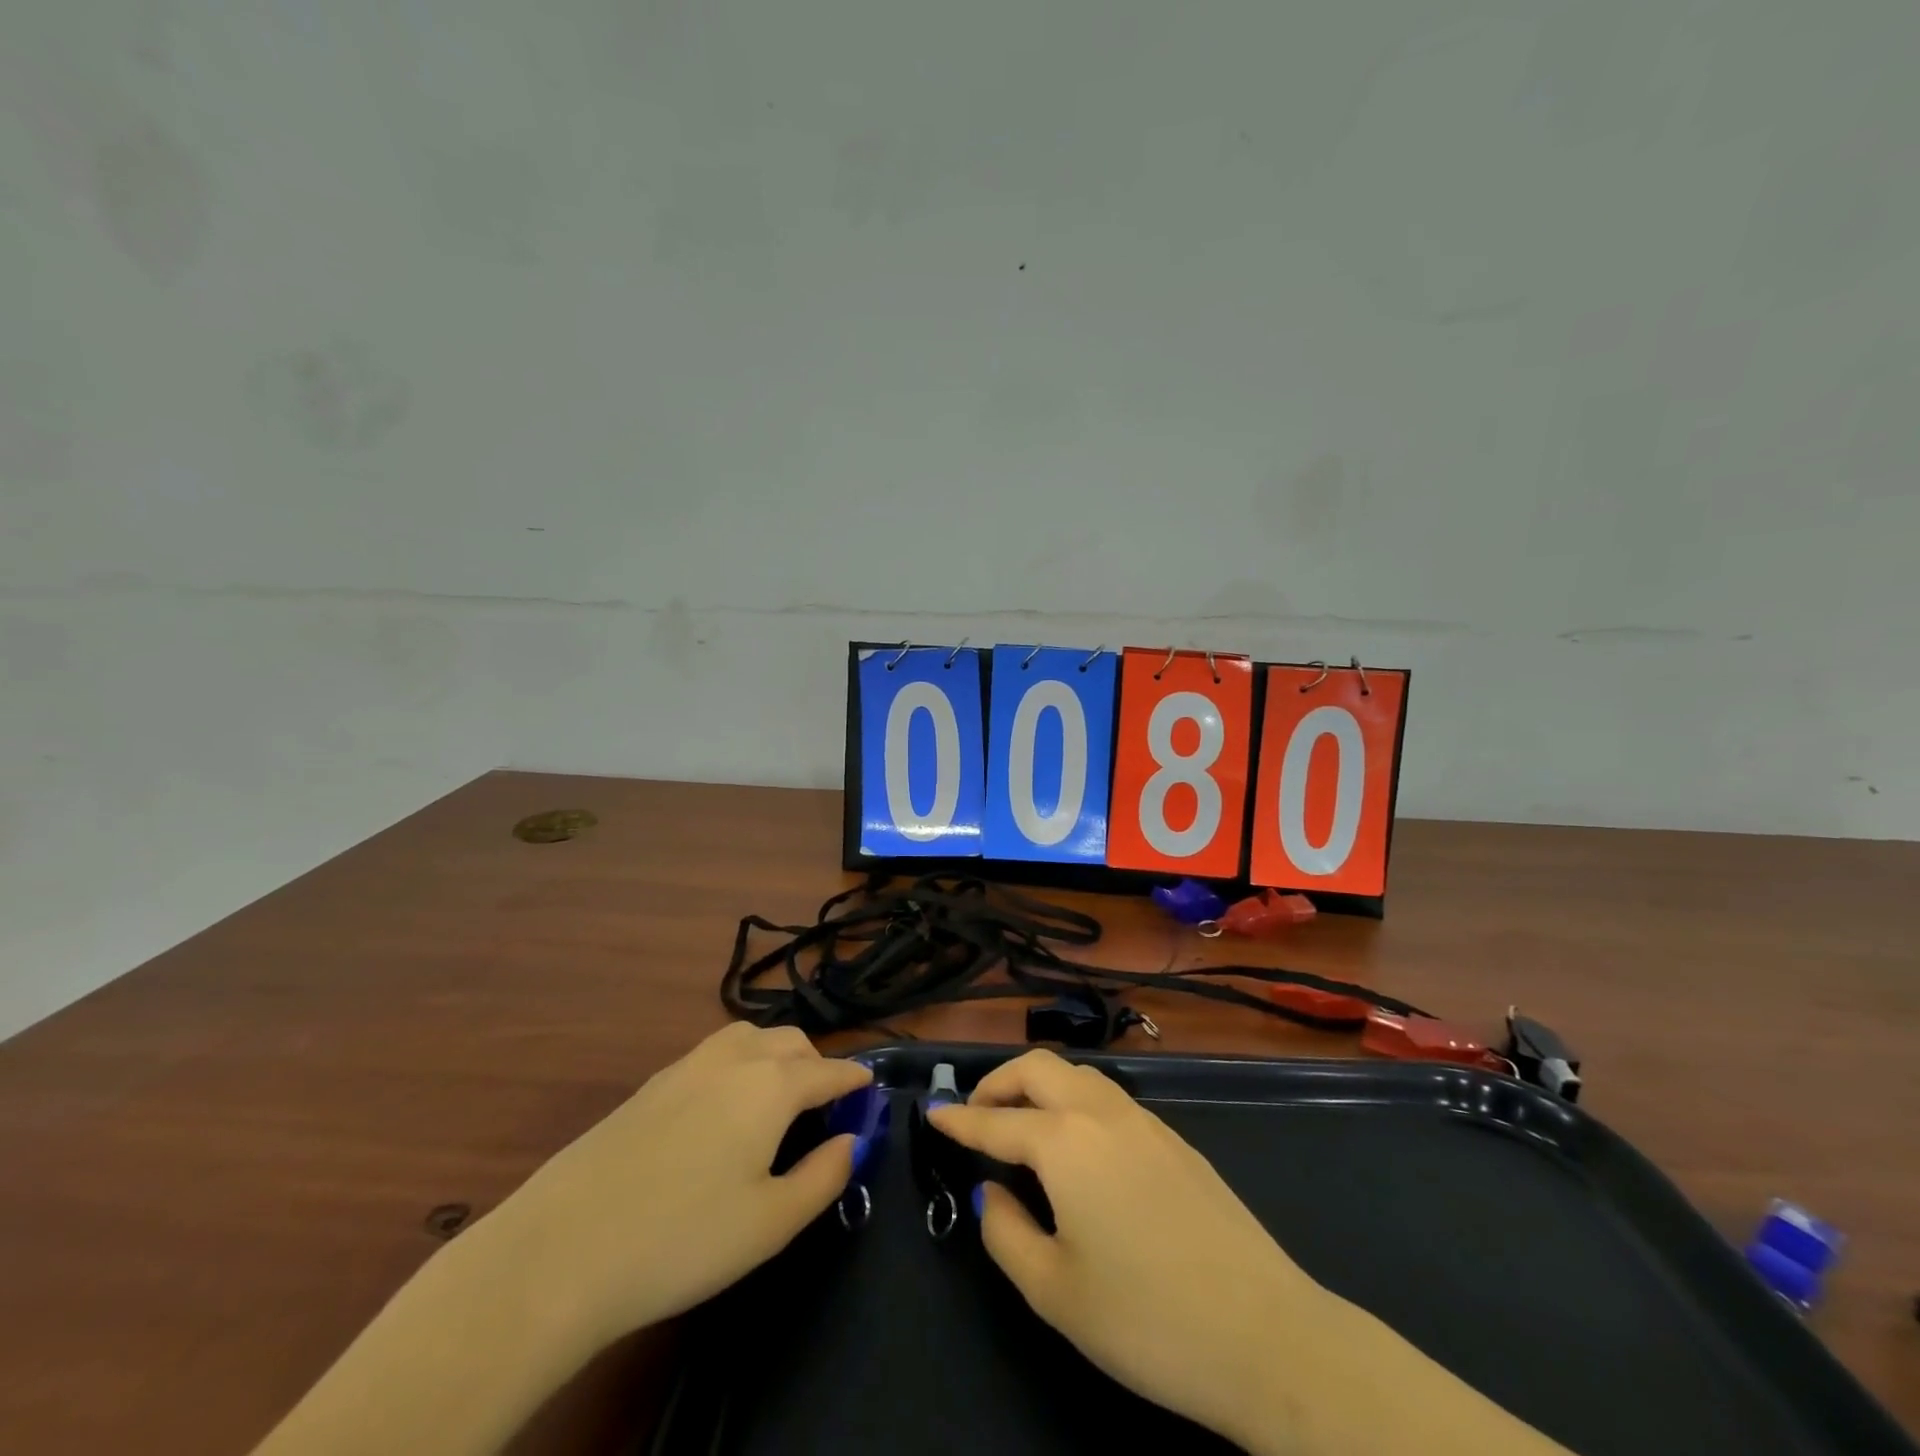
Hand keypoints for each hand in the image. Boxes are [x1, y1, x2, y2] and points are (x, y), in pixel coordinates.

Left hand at [505, 1022, 871, 1343]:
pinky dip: (740, 1063)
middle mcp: (734, 1058)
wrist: (561, 1249)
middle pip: (791, 1042)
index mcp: (771, 1084)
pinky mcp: (652, 1083)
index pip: (828, 1070)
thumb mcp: (771, 1222)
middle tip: (824, 1107)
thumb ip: (824, 1176)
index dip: (854, 1079)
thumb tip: (850, 1141)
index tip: (870, 1088)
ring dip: (777, 1055)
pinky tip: (725, 1108)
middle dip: (817, 1064)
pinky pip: (714, 1053)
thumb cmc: (682, 1238)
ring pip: (750, 1037)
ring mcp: (687, 1065)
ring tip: (778, 1098)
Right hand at [928, 1049, 1320, 1449]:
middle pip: (1040, 1068)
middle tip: (977, 1113)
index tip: (932, 1112)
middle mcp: (1102, 1113)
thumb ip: (1007, 1233)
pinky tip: (1080, 1145)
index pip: (996, 1119)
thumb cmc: (1147, 1319)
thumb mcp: (1055, 1291)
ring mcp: (1146, 1121)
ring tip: (1024, 1123)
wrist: (1267, 1335)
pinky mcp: (1177, 1141)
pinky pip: (1110, 1098)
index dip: (959, 1119)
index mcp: (1065, 1142)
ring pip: (1079, 1074)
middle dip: (1000, 1081)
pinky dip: (1077, 1101)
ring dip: (1042, 1084)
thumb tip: (994, 1192)